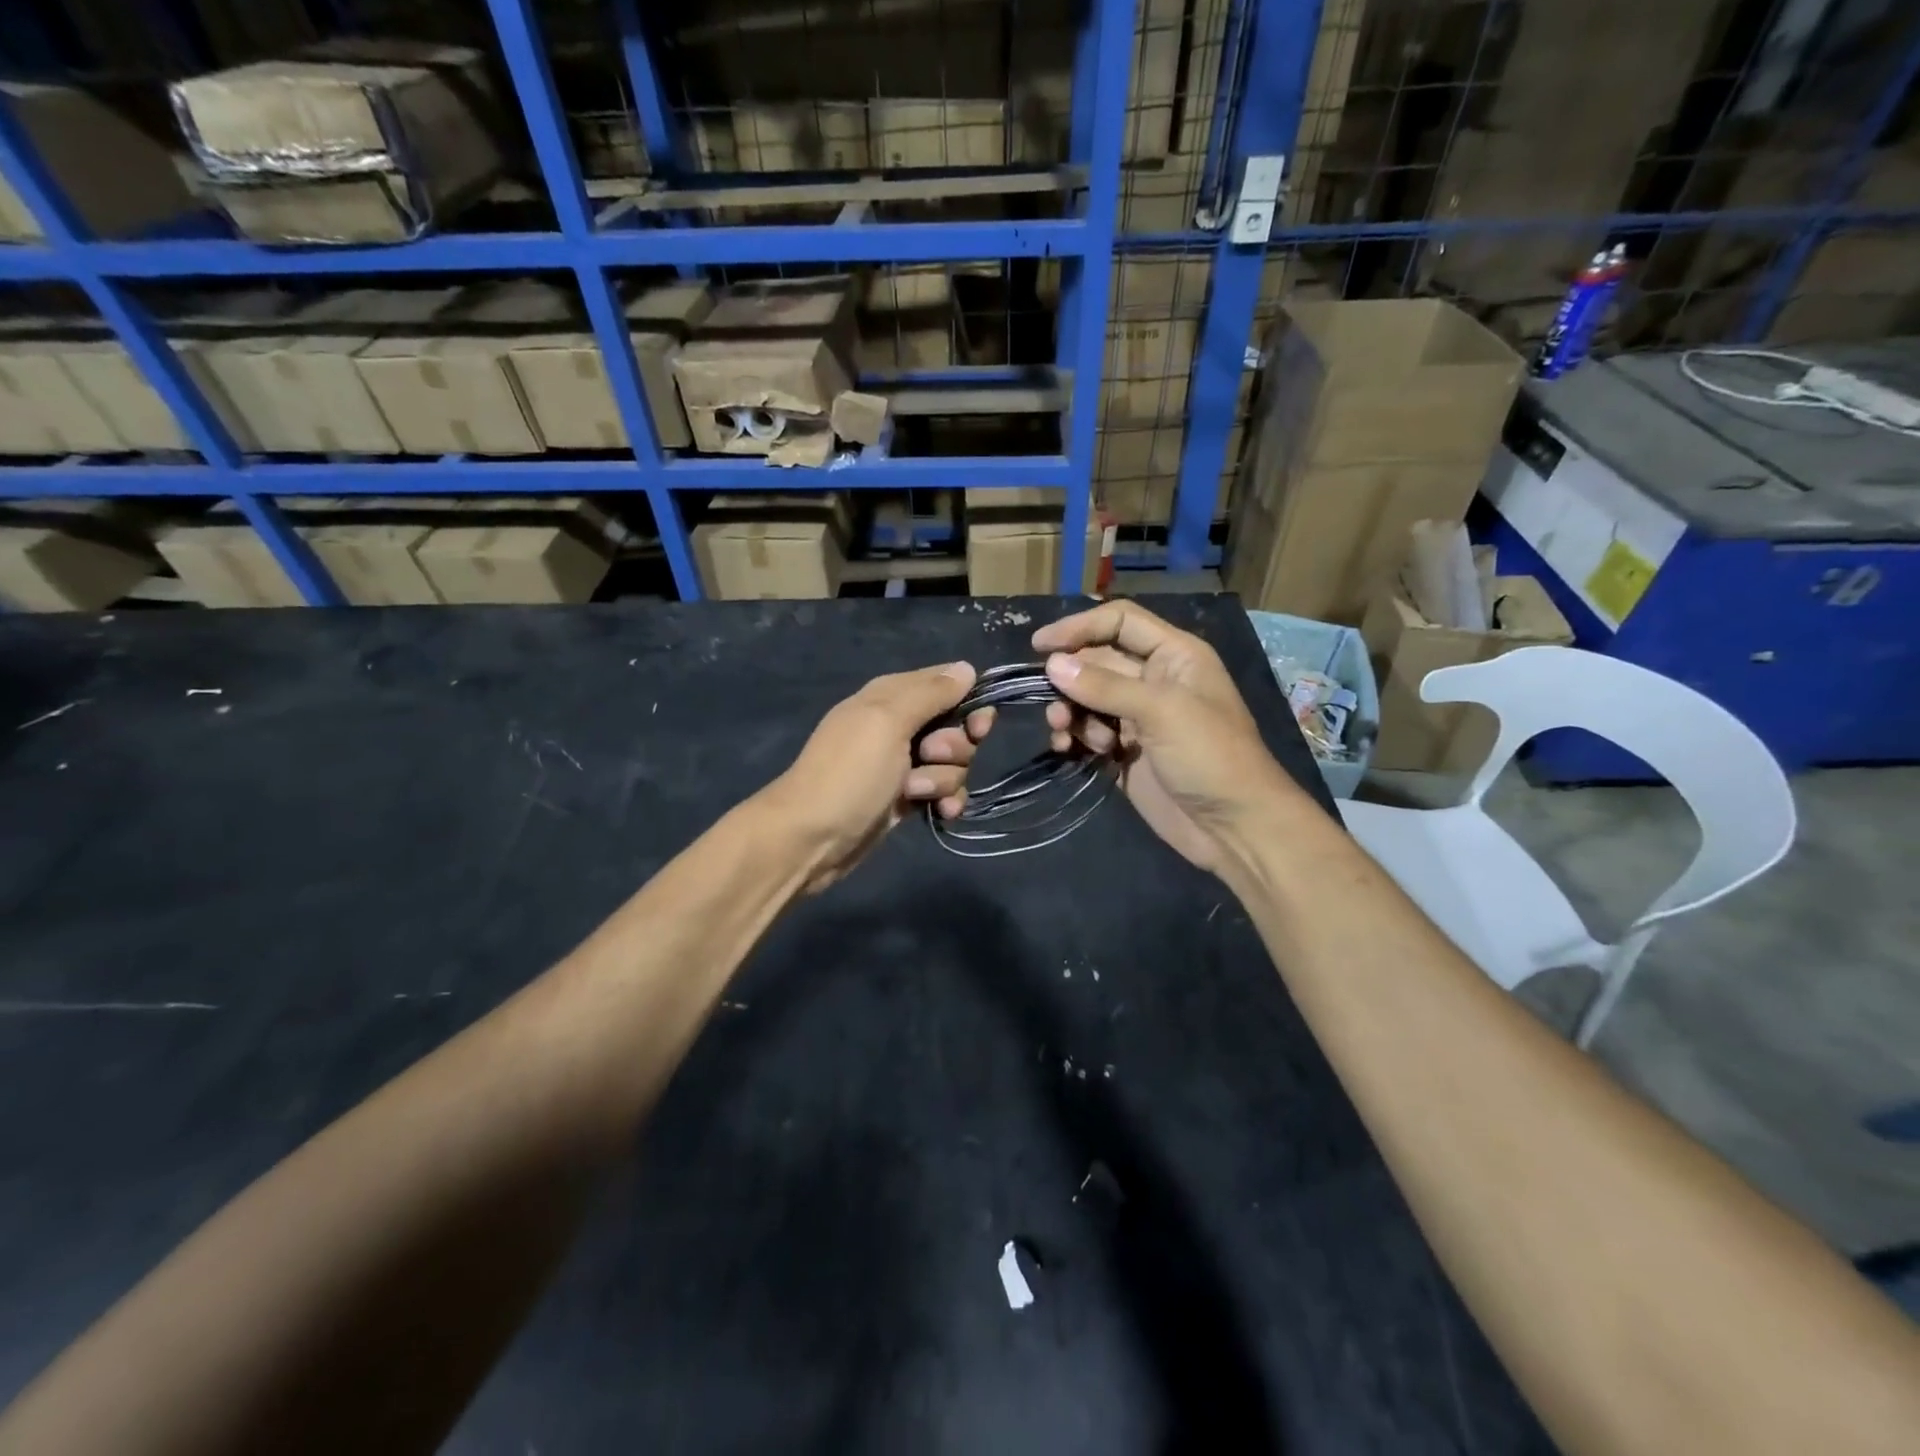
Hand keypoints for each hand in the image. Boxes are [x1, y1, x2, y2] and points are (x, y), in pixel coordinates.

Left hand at [762, 662, 995, 892]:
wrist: (811, 838)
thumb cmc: (849, 773)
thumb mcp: (888, 722)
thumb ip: (930, 693)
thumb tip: (968, 668)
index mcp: (892, 696)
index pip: (948, 684)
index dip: (970, 704)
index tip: (976, 727)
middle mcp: (900, 725)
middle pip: (957, 727)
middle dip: (955, 747)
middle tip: (931, 756)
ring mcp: (904, 764)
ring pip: (954, 763)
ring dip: (945, 779)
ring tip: (916, 791)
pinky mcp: (907, 797)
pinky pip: (944, 791)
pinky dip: (946, 800)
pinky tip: (941, 813)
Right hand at [1034, 603, 1302, 872]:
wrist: (1233, 828)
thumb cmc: (1209, 756)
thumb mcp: (1162, 711)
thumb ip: (1105, 686)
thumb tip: (1052, 664)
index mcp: (1174, 655)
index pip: (1120, 622)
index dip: (1079, 627)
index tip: (1040, 645)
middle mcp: (1154, 680)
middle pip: (1097, 661)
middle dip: (1070, 679)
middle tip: (1053, 705)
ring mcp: (1138, 717)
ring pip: (1087, 698)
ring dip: (1069, 711)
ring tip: (1063, 732)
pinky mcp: (1124, 751)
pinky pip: (1087, 732)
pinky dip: (1073, 737)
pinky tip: (1067, 750)